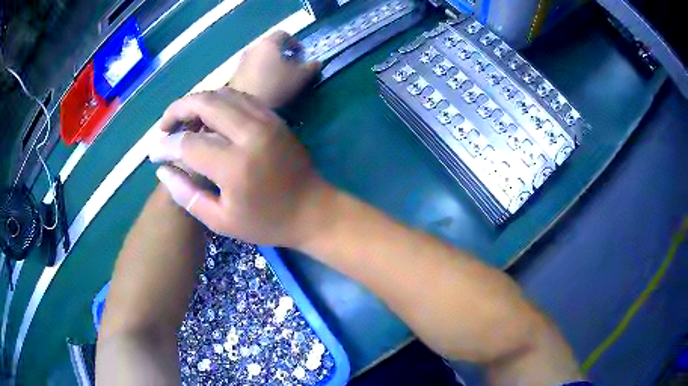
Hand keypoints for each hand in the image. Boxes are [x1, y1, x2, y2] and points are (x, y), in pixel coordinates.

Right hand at [149, 89, 334, 246]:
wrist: (314, 210)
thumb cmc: (267, 222)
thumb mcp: (221, 221)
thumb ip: (186, 194)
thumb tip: (162, 170)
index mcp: (234, 165)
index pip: (188, 143)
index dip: (165, 146)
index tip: (154, 153)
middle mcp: (250, 133)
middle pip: (205, 102)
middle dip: (177, 109)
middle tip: (165, 126)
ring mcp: (266, 120)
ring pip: (223, 94)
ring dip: (198, 102)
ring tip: (184, 120)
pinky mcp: (275, 117)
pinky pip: (241, 97)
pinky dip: (219, 101)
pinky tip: (210, 116)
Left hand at [228, 30, 319, 107]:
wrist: (243, 108)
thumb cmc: (276, 86)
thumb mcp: (300, 77)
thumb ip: (311, 67)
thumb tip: (317, 63)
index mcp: (269, 43)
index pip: (283, 34)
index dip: (294, 42)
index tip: (300, 54)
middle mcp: (253, 48)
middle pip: (269, 46)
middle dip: (280, 53)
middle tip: (290, 66)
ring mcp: (241, 62)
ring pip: (259, 58)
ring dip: (269, 64)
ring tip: (278, 78)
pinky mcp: (234, 77)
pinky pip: (250, 70)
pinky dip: (259, 74)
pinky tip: (265, 88)